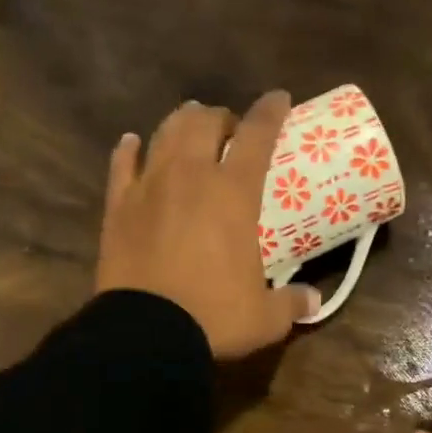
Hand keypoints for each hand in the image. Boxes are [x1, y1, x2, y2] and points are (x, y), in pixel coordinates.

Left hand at [96, 93, 321, 359]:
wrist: (147, 334)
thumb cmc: (214, 317)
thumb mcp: (265, 318)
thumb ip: (292, 303)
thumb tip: (313, 300)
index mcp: (234, 193)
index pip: (258, 135)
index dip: (271, 111)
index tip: (279, 98)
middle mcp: (191, 175)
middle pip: (204, 122)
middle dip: (221, 118)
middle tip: (230, 133)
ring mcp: (149, 187)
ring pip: (164, 133)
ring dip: (181, 124)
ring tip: (189, 130)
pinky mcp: (117, 206)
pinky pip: (122, 164)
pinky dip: (130, 150)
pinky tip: (134, 144)